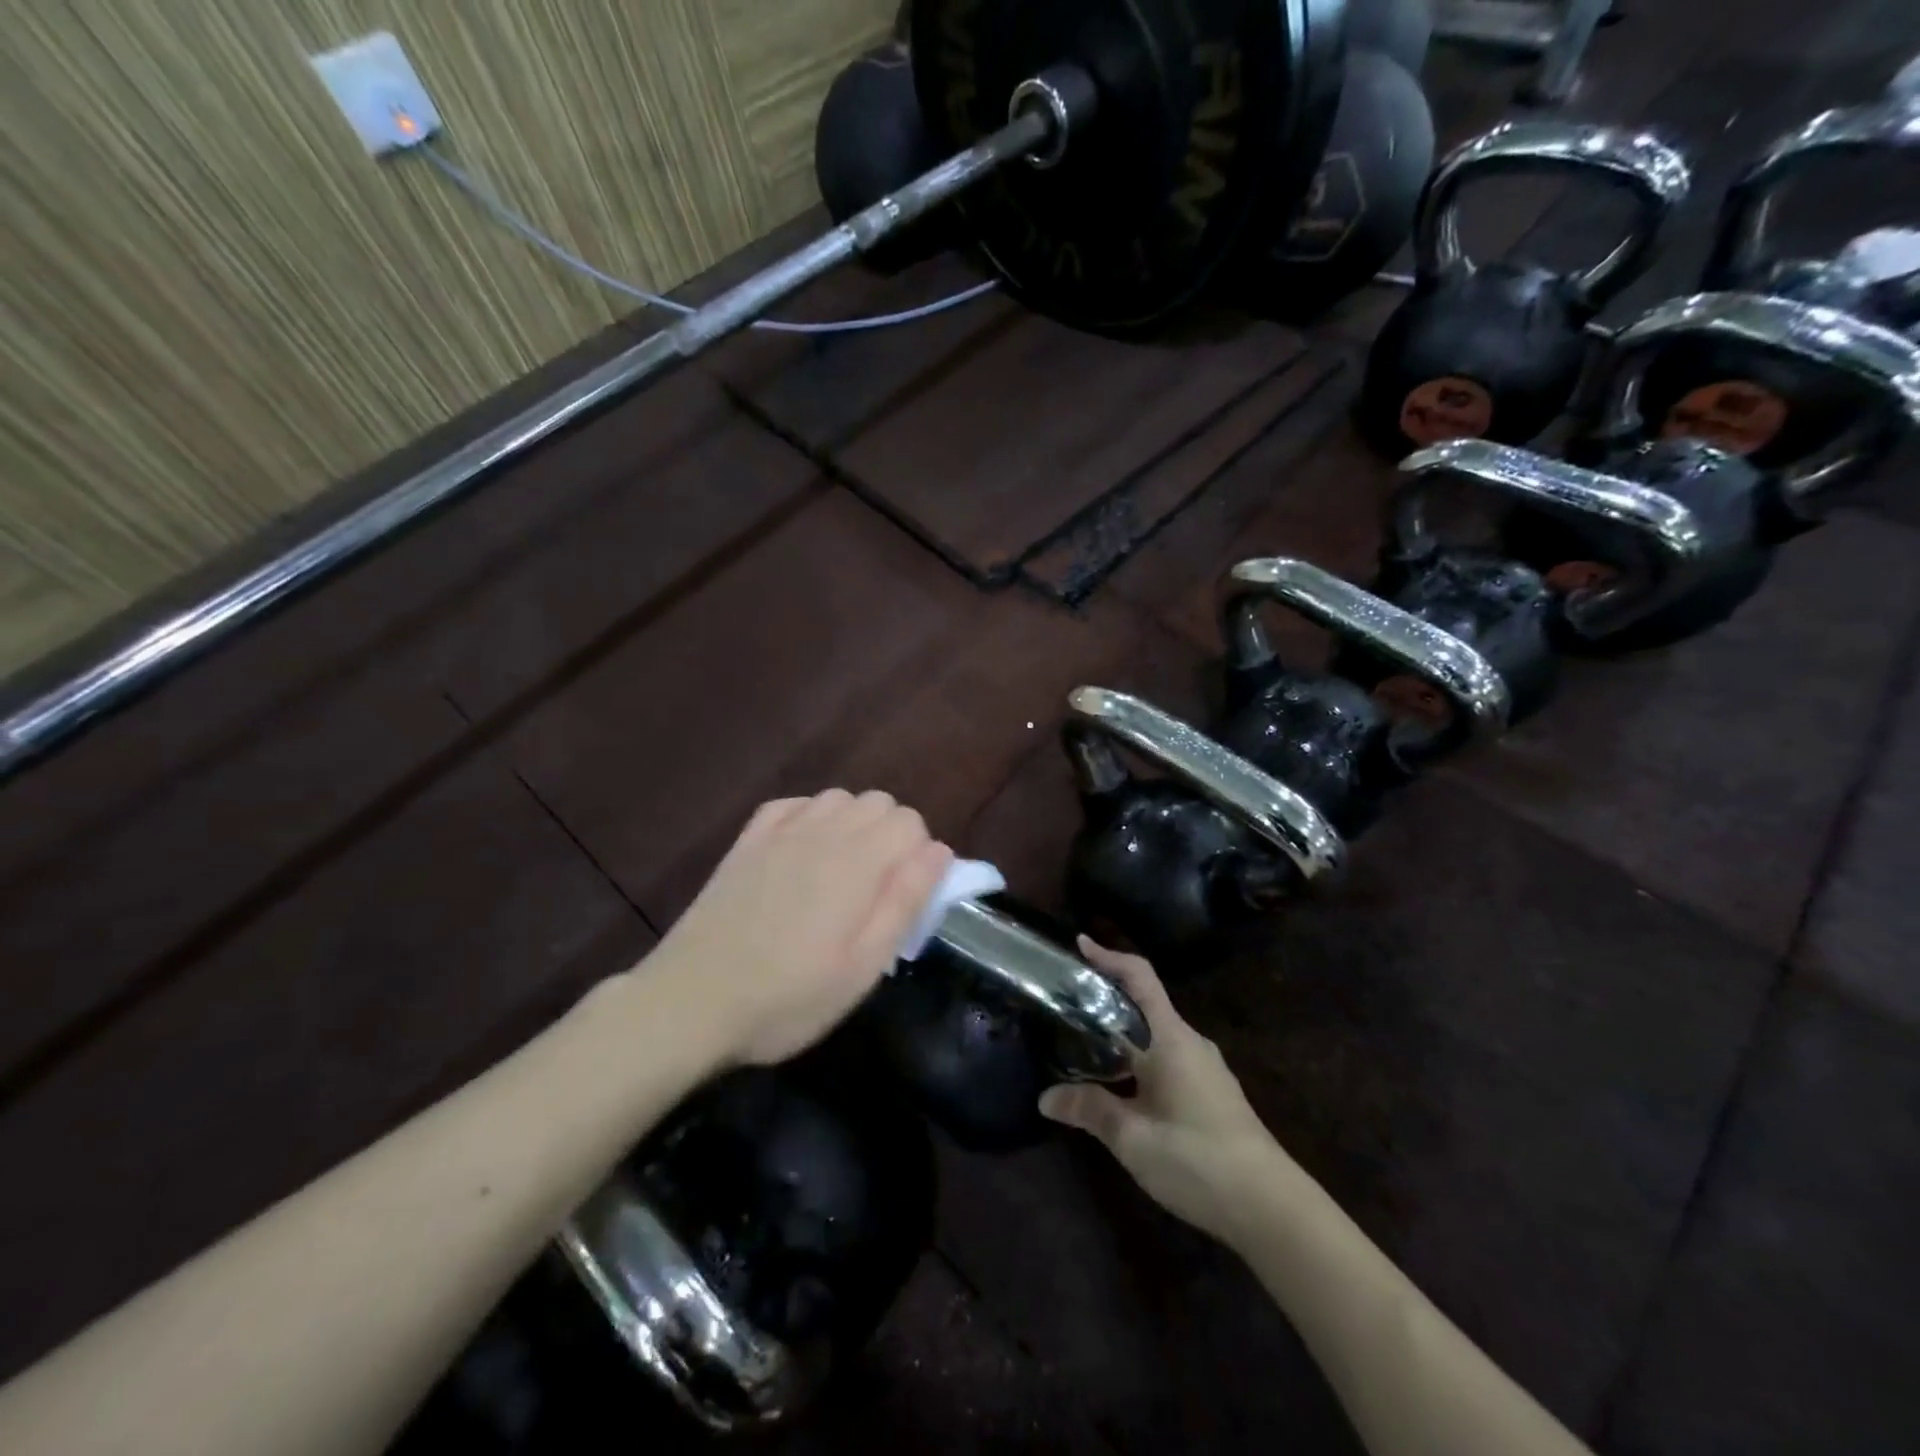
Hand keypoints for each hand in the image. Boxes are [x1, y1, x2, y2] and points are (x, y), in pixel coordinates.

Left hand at [645, 790, 953, 1066]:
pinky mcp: (747, 840)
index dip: (918, 857)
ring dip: (853, 824)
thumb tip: (939, 850)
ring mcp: (780, 832)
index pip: (911, 822)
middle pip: (878, 802)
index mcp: (858, 861)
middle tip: (875, 892)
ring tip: (841, 873)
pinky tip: (803, 851)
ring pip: (838, 798)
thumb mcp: (864, 966)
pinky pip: (793, 804)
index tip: (903, 898)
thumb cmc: (790, 996)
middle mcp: (823, 831)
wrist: (692, 1001)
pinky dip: (811, 817)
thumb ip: (906, 901)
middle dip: (891, 837)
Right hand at [1040, 938, 1287, 1245]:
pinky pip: (1168, 1057)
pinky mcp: (1213, 1093)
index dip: (1109, 956)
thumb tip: (1046, 1096)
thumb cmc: (1198, 1159)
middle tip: (1067, 1004)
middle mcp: (1190, 1042)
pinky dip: (1140, 1057)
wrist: (1272, 1208)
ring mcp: (1206, 1068)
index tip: (1079, 944)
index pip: (1139, 977)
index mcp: (1170, 1038)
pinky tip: (1122, 1086)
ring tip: (1086, 1045)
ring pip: (1156, 1035)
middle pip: (1144, 1004)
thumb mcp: (1133, 1138)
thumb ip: (1090, 1110)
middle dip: (1107, 999)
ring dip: (1123, 1033)